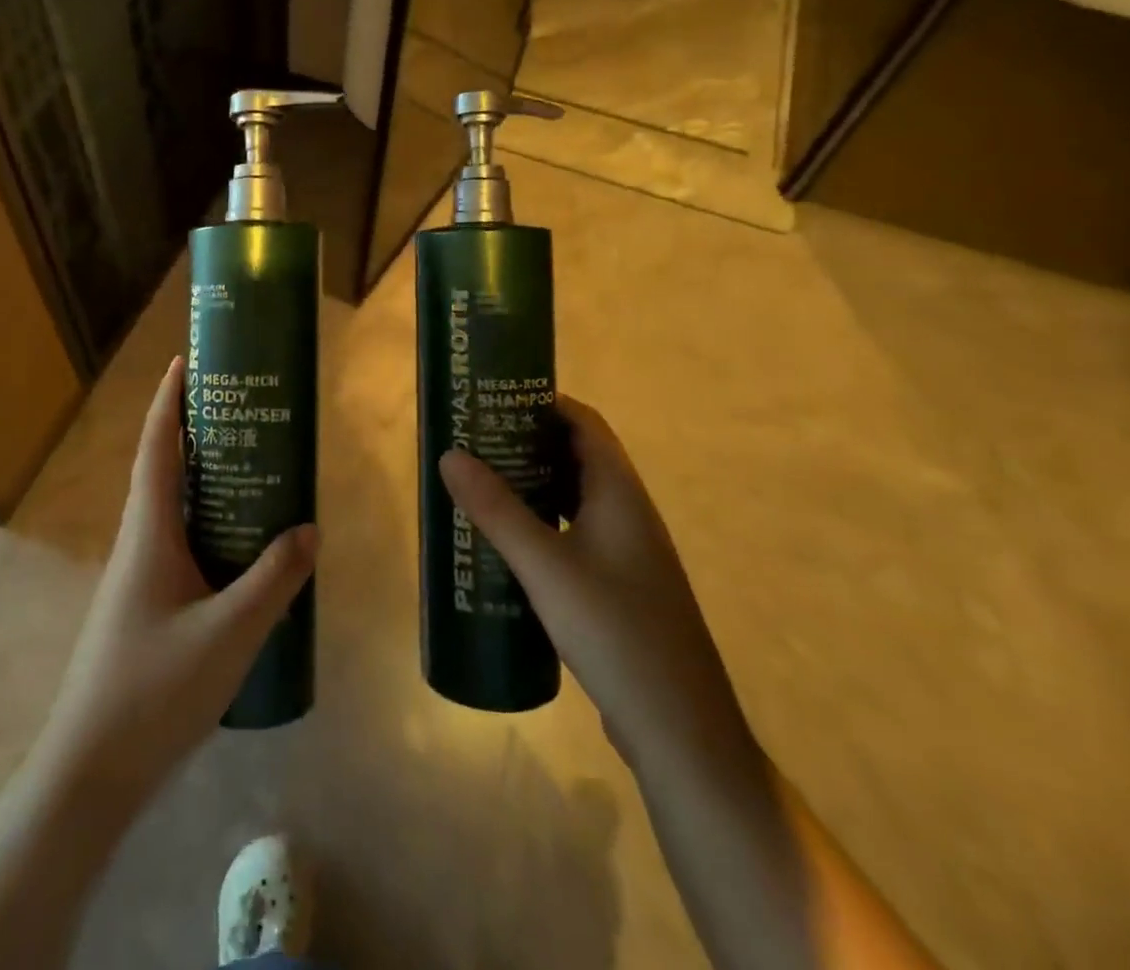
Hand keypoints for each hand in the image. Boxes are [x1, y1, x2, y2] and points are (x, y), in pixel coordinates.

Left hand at [32, 356, 317, 803]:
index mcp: (148, 532)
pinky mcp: (146, 606)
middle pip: (165, 470)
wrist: (89, 773)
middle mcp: (138, 543)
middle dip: (196, 432)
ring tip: (254, 468)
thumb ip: (273, 581)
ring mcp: (138, 577)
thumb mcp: (227, 635)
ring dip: (205, 481)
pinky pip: (181, 545)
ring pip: (173, 510)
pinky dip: (209, 526)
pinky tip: (243, 548)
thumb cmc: (152, 692)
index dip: (168, 400)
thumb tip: (310, 529)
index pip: (156, 447)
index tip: (186, 361)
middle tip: (244, 411)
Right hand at [439, 396, 750, 767]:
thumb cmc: (615, 632)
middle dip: (527, 442)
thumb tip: (450, 454)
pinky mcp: (617, 585)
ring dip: (532, 483)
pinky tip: (507, 543)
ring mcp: (626, 552)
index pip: (584, 423)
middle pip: (576, 456)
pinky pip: (573, 533)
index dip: (543, 403)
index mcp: (619, 493)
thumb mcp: (545, 567)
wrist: (679, 730)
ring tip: (480, 483)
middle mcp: (627, 512)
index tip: (494, 399)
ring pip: (573, 497)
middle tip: (474, 440)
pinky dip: (541, 522)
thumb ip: (497, 510)